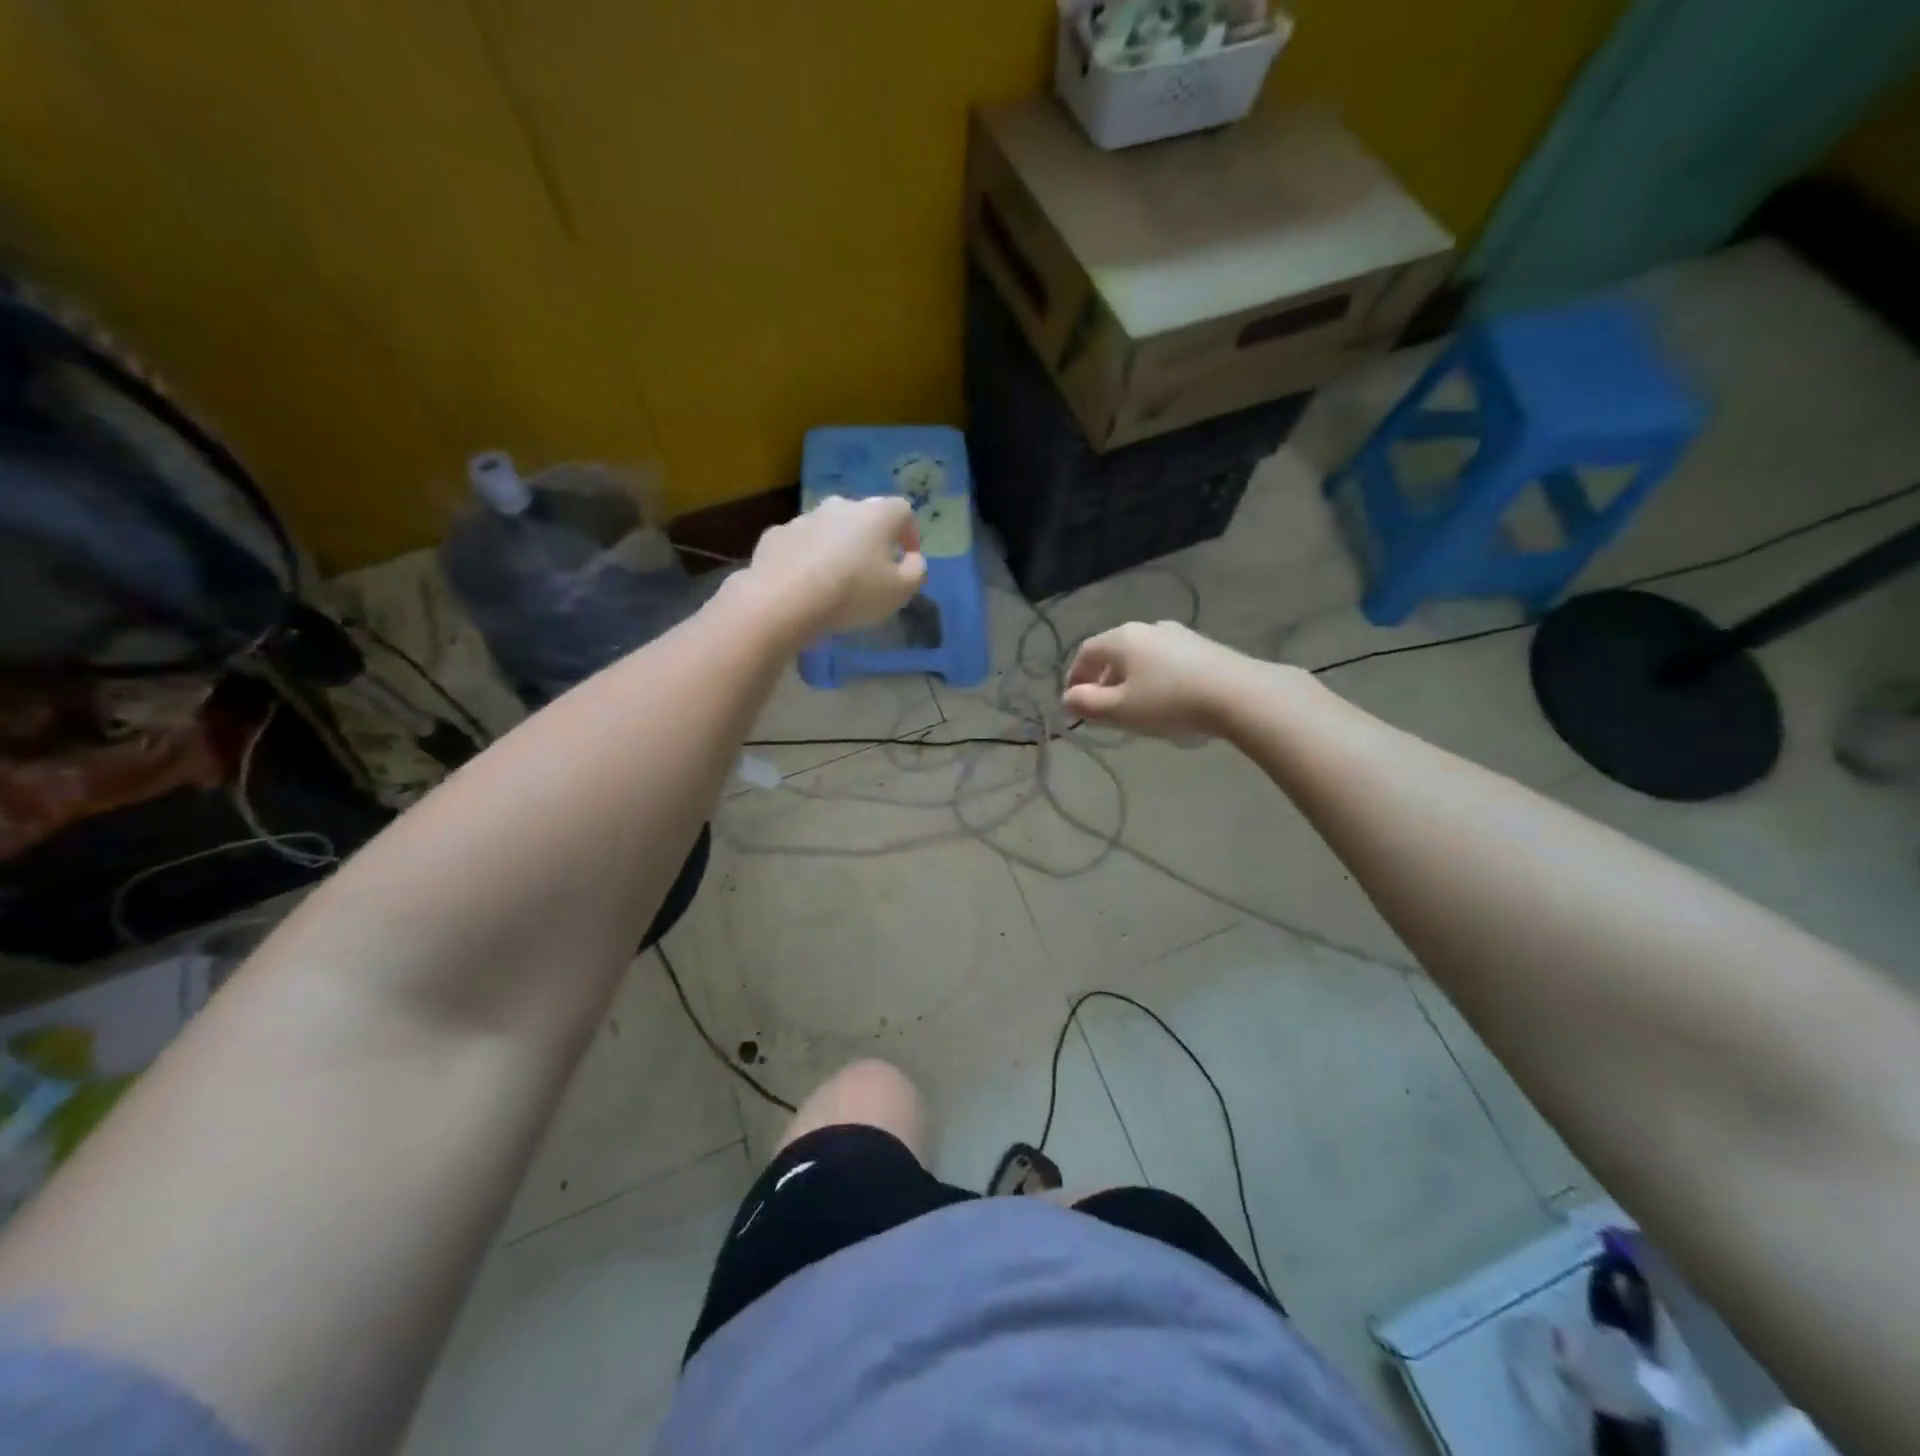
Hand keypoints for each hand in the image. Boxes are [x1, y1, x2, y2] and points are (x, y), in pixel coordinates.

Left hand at [741, 496, 926, 640]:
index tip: (907, 559)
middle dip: (871, 540)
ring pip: (830, 529)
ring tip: (836, 580)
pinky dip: (807, 558)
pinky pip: (801, 544)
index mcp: (877, 514)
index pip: (904, 511)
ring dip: (837, 548)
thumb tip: (913, 559)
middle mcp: (841, 505)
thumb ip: (916, 571)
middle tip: (872, 571)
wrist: (784, 600)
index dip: (910, 535)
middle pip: (864, 517)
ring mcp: (804, 517)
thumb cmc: (853, 592)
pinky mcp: (776, 535)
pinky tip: (805, 584)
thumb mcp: (901, 591)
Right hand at [1063, 621, 1275, 738]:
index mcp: (1122, 638)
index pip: (1085, 652)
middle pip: (1114, 653)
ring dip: (1130, 680)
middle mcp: (1148, 628)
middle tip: (1101, 709)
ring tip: (1134, 708)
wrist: (1240, 695)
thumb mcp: (1120, 710)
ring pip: (1142, 657)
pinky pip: (1166, 662)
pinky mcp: (1204, 647)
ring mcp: (1179, 635)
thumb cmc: (1169, 702)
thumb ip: (1087, 704)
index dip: (1073, 677)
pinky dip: (1155, 679)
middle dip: (1102, 680)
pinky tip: (1166, 701)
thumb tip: (1067, 698)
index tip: (1073, 703)